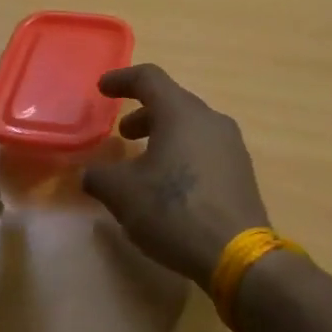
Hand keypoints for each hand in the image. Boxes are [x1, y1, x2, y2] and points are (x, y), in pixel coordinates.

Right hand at [82, 65, 270, 283]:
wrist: (236, 253)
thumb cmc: (174, 211)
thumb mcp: (123, 194)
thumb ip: (99, 177)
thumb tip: (90, 174)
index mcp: (181, 113)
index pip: (149, 78)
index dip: (122, 80)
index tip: (103, 88)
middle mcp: (211, 120)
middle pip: (173, 102)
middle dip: (144, 114)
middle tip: (123, 133)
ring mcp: (231, 145)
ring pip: (191, 127)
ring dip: (164, 136)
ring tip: (144, 162)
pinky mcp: (241, 171)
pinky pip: (206, 149)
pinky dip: (183, 154)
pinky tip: (171, 184)